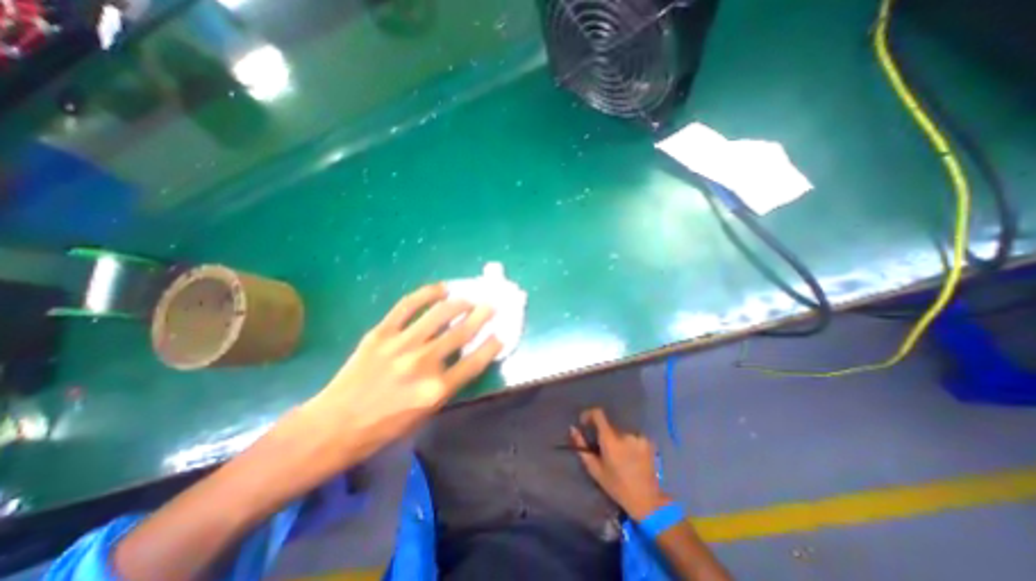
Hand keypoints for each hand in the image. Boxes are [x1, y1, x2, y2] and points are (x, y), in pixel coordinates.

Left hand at [294, 285, 501, 466]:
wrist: (336, 424)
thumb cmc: (385, 427)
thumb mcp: (426, 413)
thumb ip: (448, 383)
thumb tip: (463, 355)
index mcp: (437, 389)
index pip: (475, 361)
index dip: (492, 344)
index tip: (501, 333)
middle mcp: (424, 364)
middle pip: (462, 332)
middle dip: (482, 316)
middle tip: (492, 305)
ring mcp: (401, 344)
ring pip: (439, 314)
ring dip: (460, 303)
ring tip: (468, 298)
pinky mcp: (381, 333)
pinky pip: (408, 305)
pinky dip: (427, 293)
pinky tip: (441, 288)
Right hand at [565, 407, 671, 520]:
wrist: (647, 500)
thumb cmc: (617, 486)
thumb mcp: (595, 469)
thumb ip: (582, 446)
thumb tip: (573, 428)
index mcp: (610, 439)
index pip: (598, 414)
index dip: (590, 414)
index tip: (585, 422)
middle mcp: (624, 434)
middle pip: (610, 426)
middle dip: (605, 435)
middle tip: (605, 451)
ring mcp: (638, 436)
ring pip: (621, 432)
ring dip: (618, 440)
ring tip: (621, 457)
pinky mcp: (648, 441)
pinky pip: (633, 436)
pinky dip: (630, 443)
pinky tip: (632, 458)